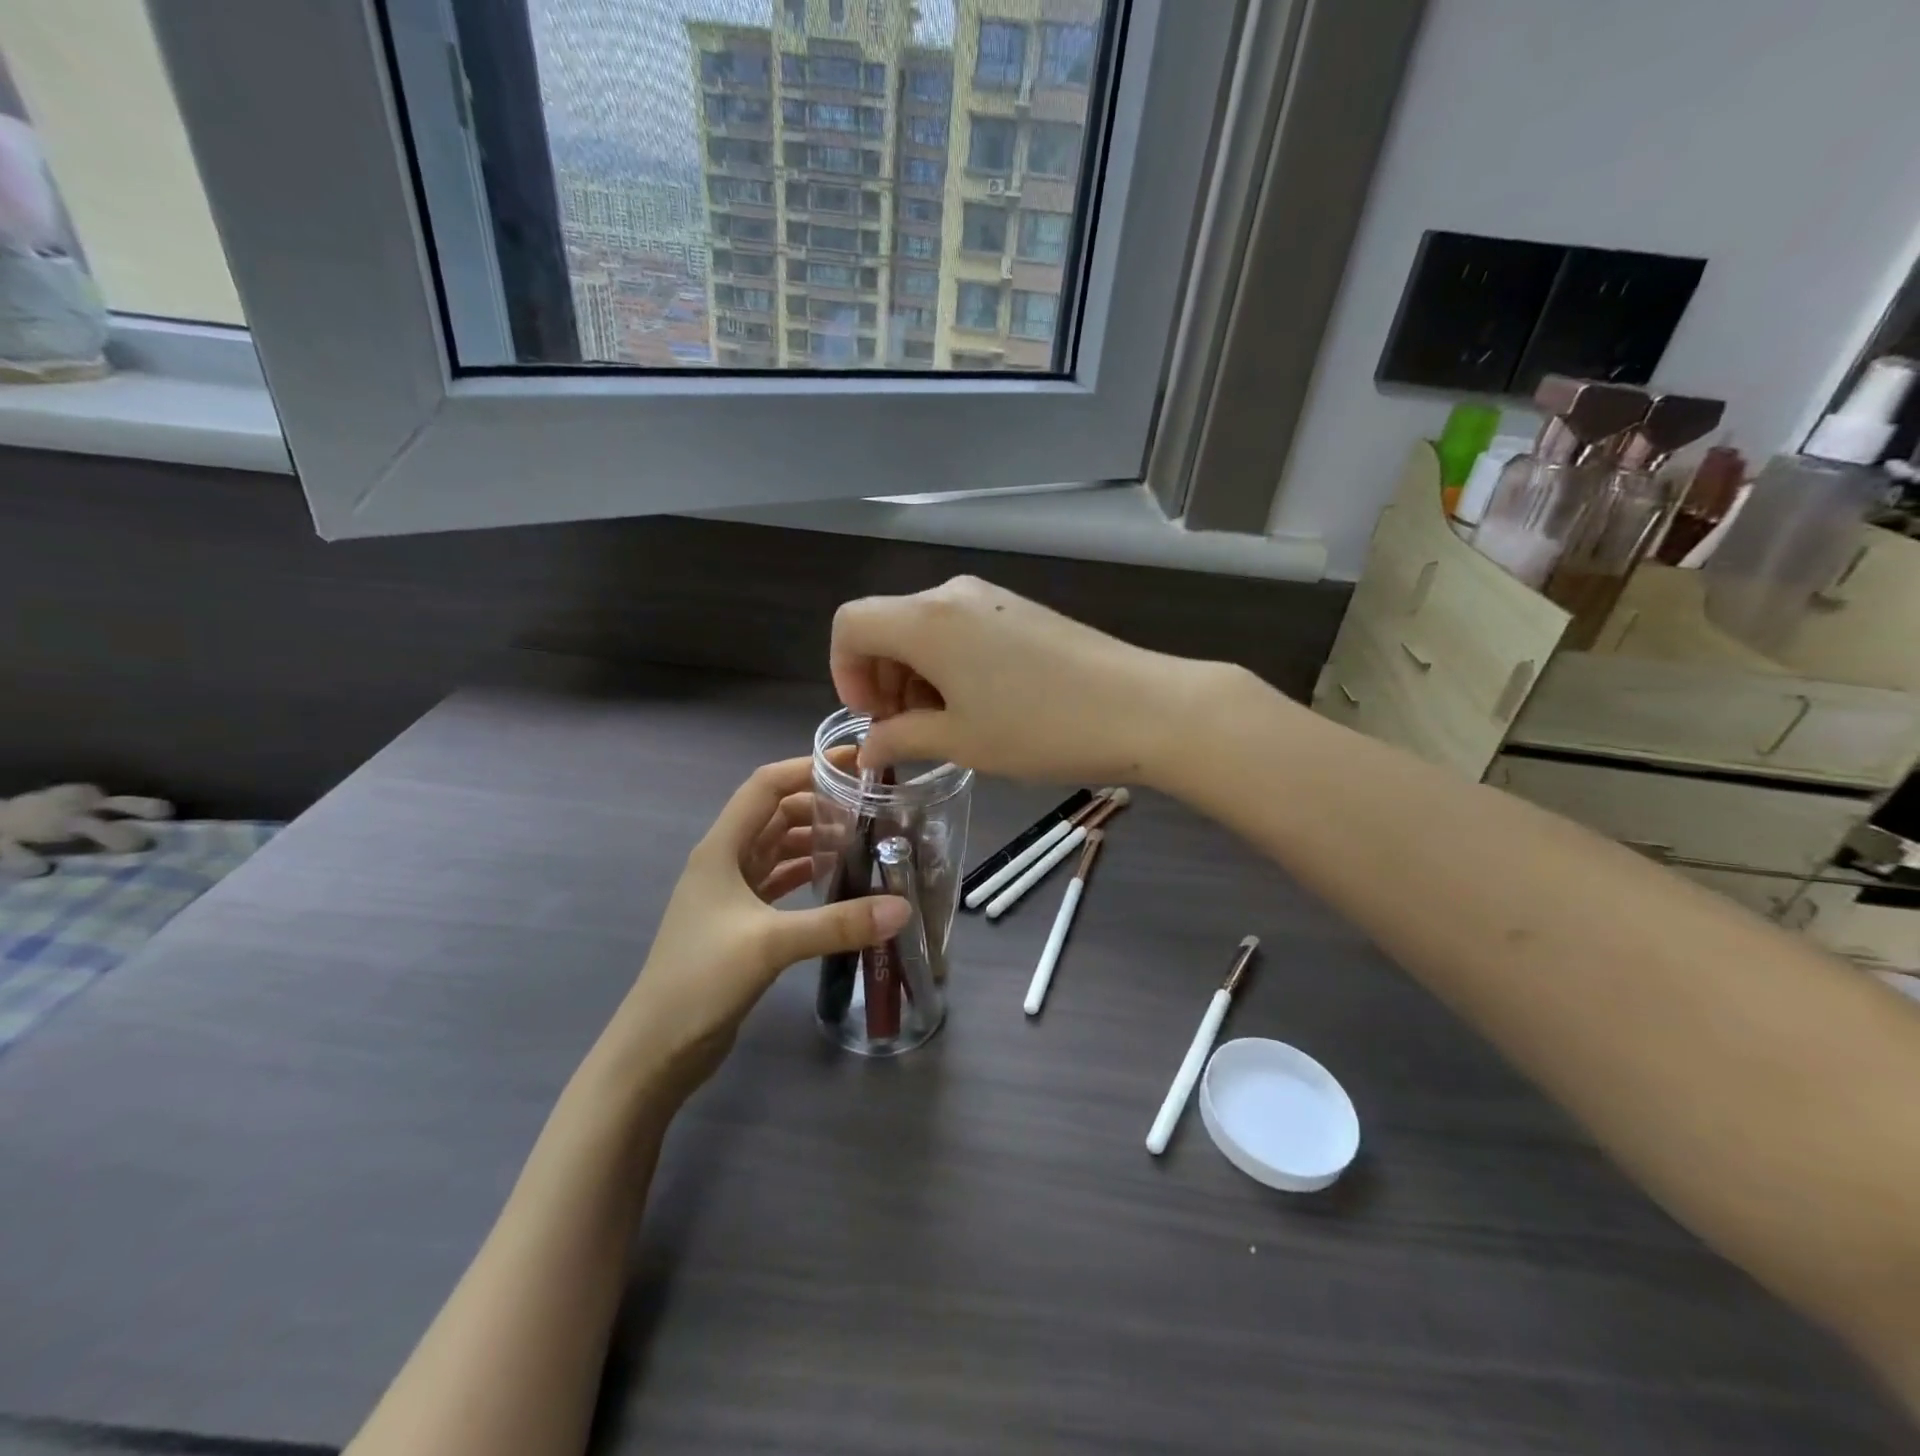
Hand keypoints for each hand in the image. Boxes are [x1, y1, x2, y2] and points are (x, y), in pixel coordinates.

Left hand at [608, 757, 908, 1100]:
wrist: (656, 1049)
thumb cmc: (701, 980)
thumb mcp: (770, 944)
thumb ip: (837, 923)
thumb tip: (902, 906)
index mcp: (721, 849)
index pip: (766, 786)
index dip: (806, 768)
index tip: (854, 766)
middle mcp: (724, 862)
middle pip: (776, 815)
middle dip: (819, 805)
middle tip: (871, 808)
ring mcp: (730, 894)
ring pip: (778, 849)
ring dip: (814, 840)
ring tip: (863, 840)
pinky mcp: (740, 923)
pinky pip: (779, 882)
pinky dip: (806, 874)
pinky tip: (837, 879)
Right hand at [831, 576, 1218, 784]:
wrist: (1142, 707)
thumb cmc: (1039, 728)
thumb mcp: (961, 741)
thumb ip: (902, 739)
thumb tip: (869, 748)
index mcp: (925, 620)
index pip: (851, 625)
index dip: (846, 671)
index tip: (872, 717)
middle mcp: (950, 595)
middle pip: (887, 625)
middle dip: (882, 678)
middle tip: (905, 732)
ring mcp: (989, 597)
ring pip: (925, 628)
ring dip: (916, 674)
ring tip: (944, 724)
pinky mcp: (1019, 608)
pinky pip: (960, 628)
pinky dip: (949, 664)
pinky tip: (979, 704)